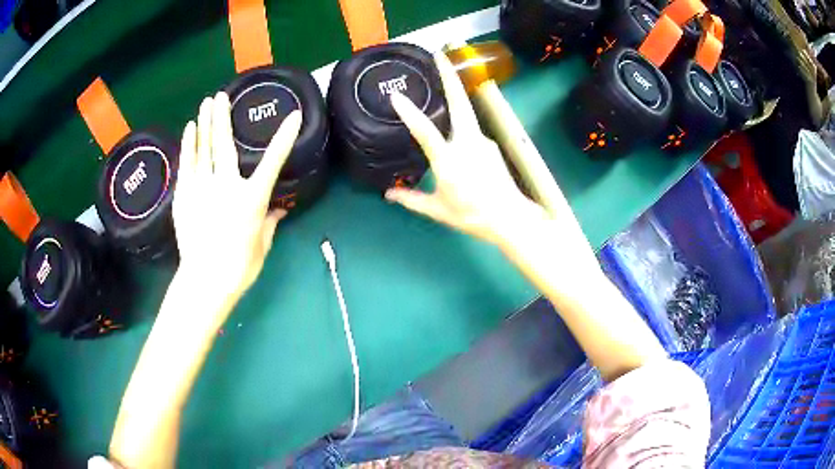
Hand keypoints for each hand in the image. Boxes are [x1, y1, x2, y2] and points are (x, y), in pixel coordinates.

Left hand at [173, 92, 301, 300]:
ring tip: (204, 104)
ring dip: (204, 124)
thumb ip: (269, 223)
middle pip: (224, 144)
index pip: (273, 162)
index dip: (284, 138)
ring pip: (203, 149)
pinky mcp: (184, 196)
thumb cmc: (238, 268)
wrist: (204, 282)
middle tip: (220, 96)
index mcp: (251, 199)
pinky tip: (189, 131)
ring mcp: (202, 188)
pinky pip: (187, 165)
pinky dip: (188, 146)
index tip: (294, 116)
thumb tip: (278, 210)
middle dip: (223, 117)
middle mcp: (226, 186)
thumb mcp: (261, 246)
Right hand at [385, 52, 546, 245]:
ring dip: (455, 98)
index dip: (410, 113)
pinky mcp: (491, 145)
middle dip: (450, 76)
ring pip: (466, 116)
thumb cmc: (471, 215)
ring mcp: (483, 141)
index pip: (425, 132)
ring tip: (442, 85)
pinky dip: (462, 129)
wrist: (510, 218)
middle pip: (459, 102)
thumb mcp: (437, 210)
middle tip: (441, 55)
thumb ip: (411, 199)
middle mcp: (467, 143)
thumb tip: (388, 194)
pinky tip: (459, 139)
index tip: (397, 96)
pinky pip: (472, 132)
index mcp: (448, 160)